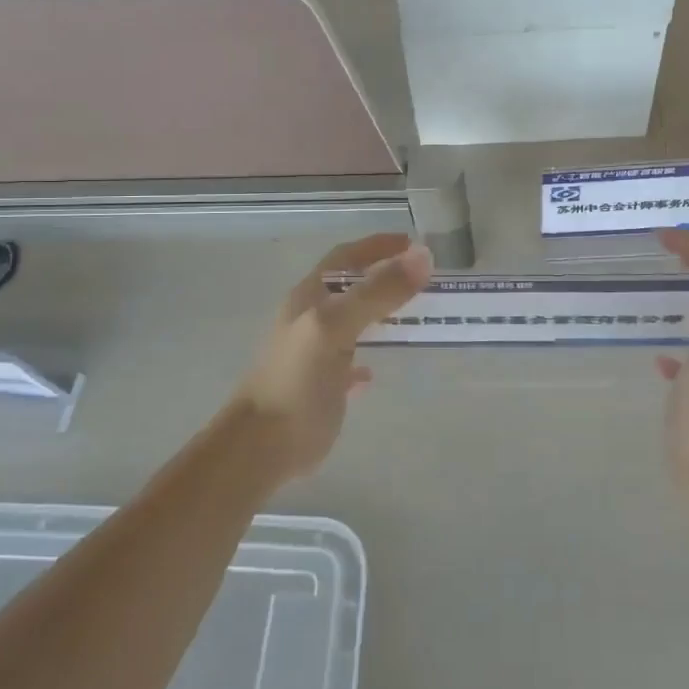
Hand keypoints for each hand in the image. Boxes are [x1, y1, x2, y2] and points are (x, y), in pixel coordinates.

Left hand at [229, 234, 431, 480]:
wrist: (263, 445)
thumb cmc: (297, 378)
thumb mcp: (336, 325)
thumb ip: (378, 292)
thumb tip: (423, 256)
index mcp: (310, 297)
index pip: (346, 258)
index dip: (377, 246)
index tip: (414, 243)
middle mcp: (312, 318)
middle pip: (352, 287)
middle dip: (385, 277)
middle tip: (425, 279)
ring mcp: (317, 352)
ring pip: (354, 322)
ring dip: (382, 314)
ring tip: (416, 315)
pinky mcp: (324, 385)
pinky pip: (351, 362)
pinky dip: (368, 358)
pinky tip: (379, 368)